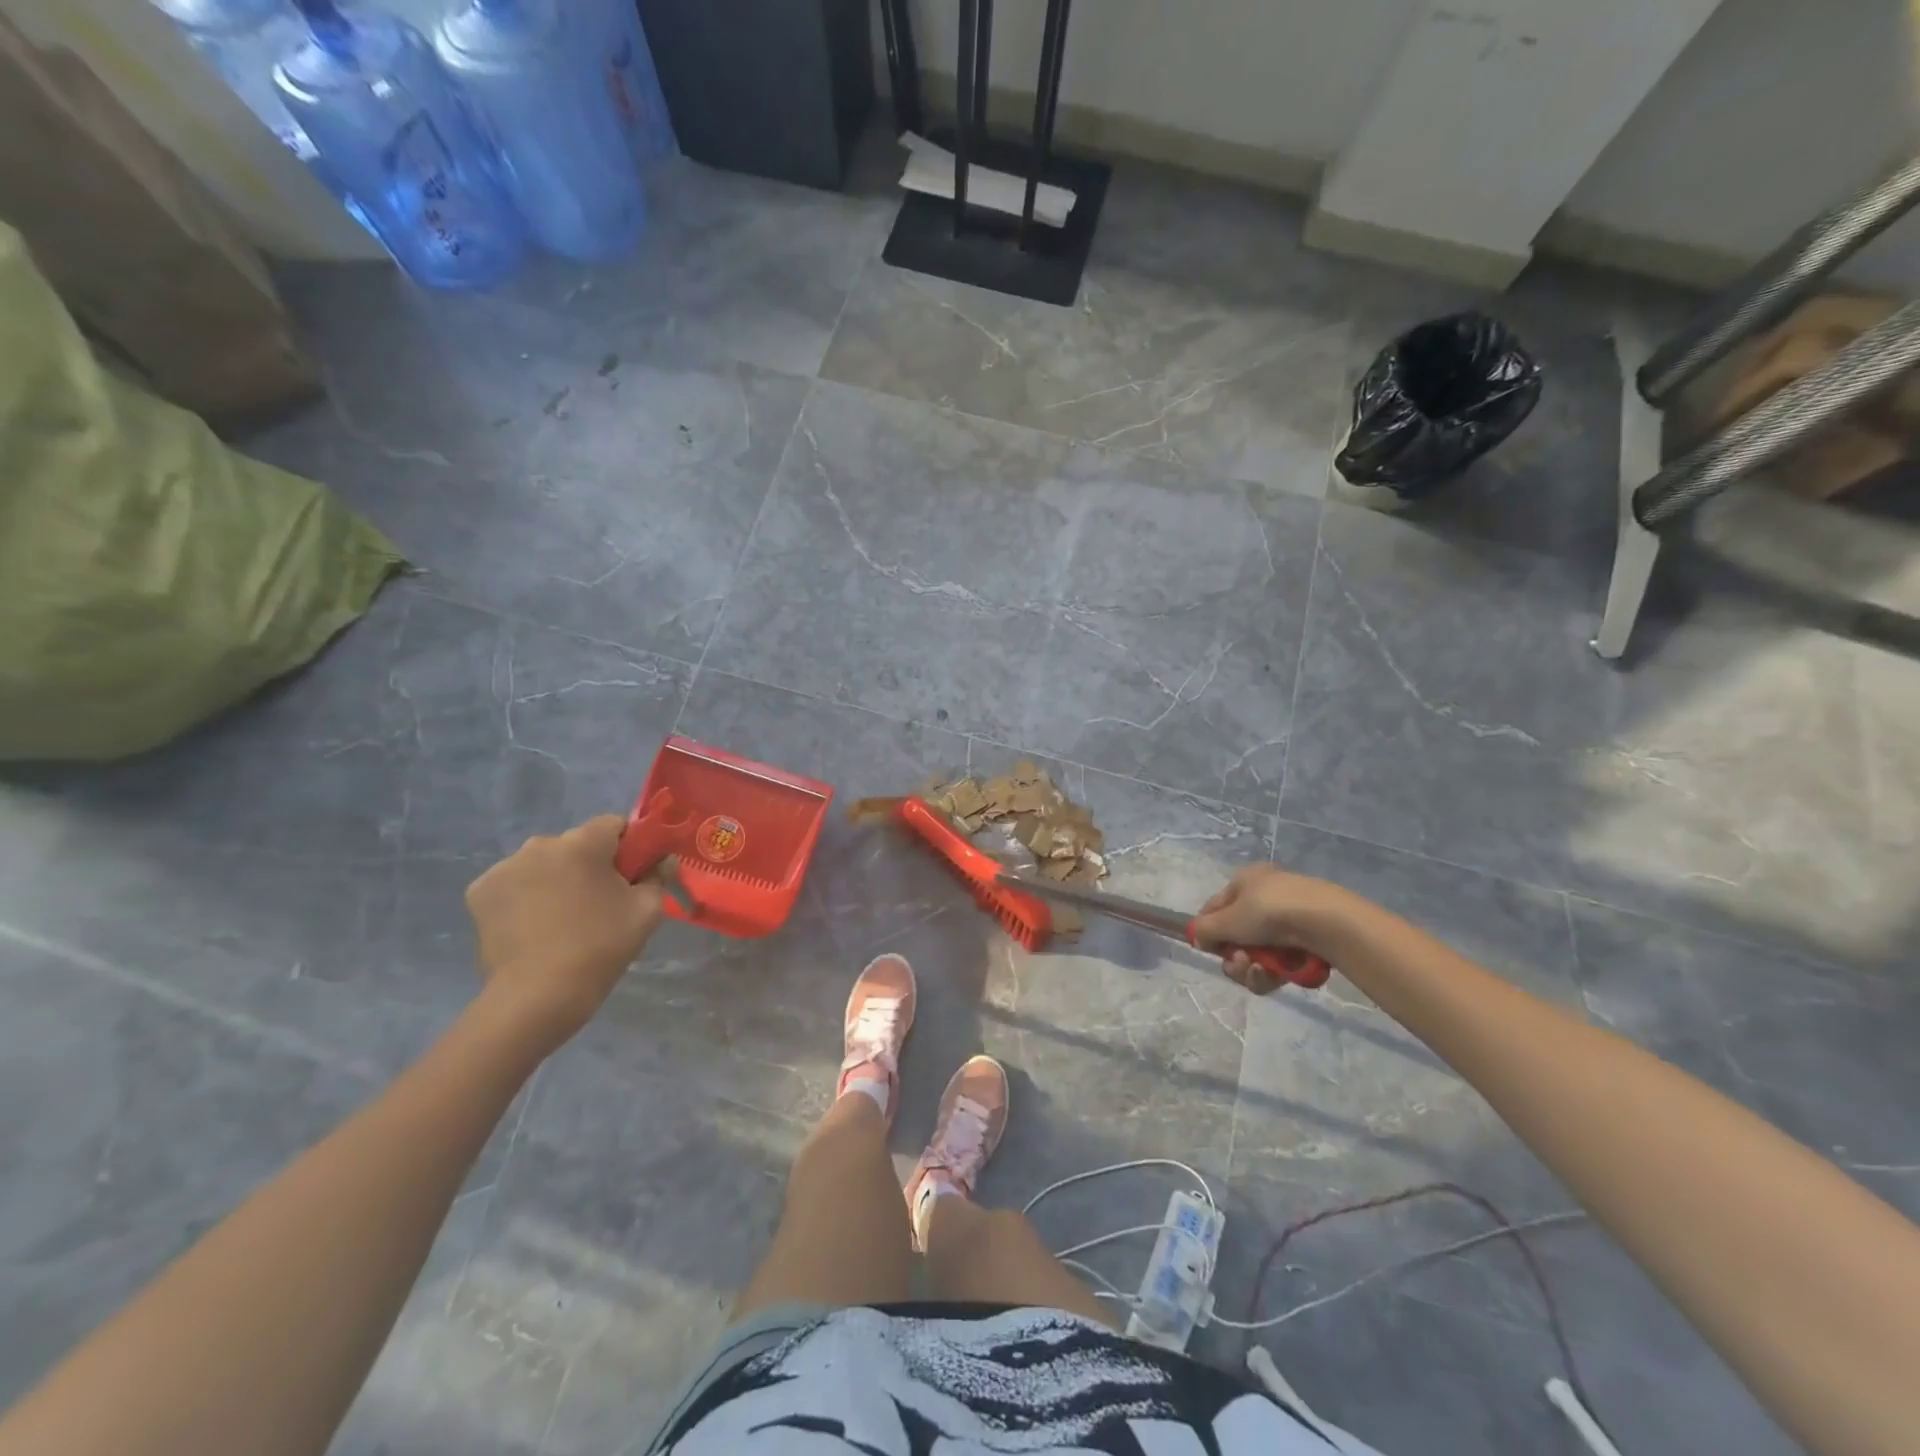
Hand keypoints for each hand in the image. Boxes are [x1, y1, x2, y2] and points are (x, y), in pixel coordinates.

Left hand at [465, 815, 672, 1051]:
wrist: (537, 997)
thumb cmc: (600, 948)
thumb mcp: (647, 910)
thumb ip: (659, 876)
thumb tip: (661, 860)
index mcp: (582, 843)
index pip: (614, 824)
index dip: (628, 848)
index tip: (632, 877)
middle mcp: (540, 845)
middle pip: (577, 843)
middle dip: (590, 864)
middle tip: (600, 902)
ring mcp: (505, 868)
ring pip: (544, 863)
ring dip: (556, 878)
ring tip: (563, 918)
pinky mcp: (480, 892)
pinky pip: (515, 882)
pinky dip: (526, 895)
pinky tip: (534, 925)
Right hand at [1191, 864, 1361, 993]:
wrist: (1326, 923)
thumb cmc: (1269, 911)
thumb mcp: (1227, 920)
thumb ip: (1205, 930)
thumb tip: (1199, 939)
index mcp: (1246, 880)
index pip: (1215, 907)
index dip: (1209, 930)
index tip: (1210, 949)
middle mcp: (1266, 896)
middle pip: (1237, 935)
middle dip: (1235, 956)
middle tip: (1240, 963)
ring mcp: (1289, 920)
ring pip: (1258, 953)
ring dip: (1253, 968)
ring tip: (1261, 971)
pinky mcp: (1308, 943)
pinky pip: (1281, 962)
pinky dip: (1275, 972)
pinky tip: (1277, 976)